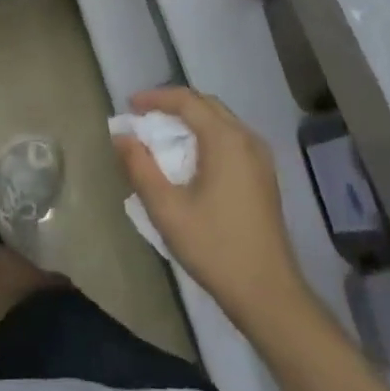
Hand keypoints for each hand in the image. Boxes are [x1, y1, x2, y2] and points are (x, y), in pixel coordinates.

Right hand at [114, 87, 307, 331]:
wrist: (268, 293)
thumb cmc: (214, 247)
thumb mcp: (167, 209)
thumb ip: (140, 168)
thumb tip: (121, 136)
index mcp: (225, 139)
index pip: (187, 100)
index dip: (156, 98)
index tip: (130, 105)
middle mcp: (247, 138)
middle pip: (206, 104)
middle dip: (174, 105)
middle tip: (145, 118)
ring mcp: (260, 156)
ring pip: (221, 120)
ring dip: (192, 120)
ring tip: (163, 136)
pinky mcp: (264, 174)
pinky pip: (232, 138)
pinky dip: (207, 135)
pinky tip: (192, 159)